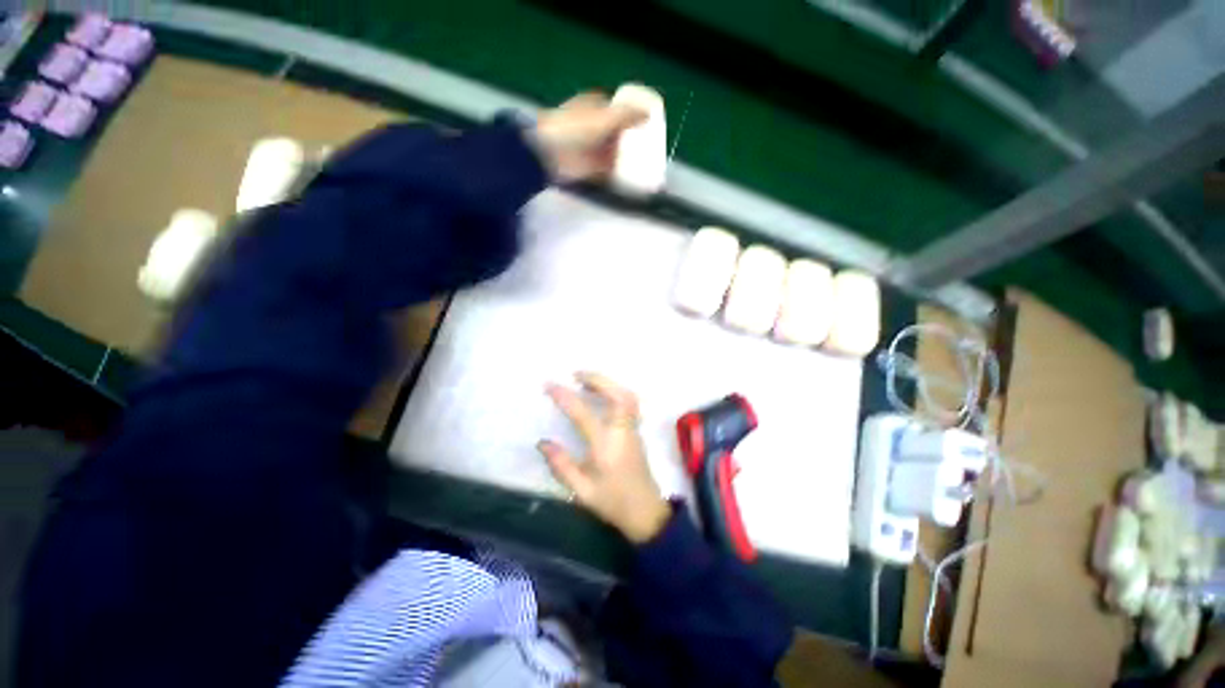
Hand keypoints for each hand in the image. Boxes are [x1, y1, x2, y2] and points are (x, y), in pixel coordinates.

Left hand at [532, 93, 647, 182]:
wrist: (550, 154)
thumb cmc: (575, 128)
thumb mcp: (605, 117)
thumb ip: (628, 115)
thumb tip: (648, 114)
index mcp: (594, 105)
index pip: (616, 107)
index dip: (630, 113)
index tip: (646, 122)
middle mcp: (593, 126)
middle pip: (616, 132)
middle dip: (630, 138)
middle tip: (650, 146)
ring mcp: (591, 149)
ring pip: (613, 152)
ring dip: (626, 158)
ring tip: (646, 164)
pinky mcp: (590, 169)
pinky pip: (609, 172)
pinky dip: (619, 176)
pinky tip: (634, 180)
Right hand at [538, 372, 670, 542]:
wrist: (645, 511)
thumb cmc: (613, 502)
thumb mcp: (582, 490)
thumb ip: (561, 465)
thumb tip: (542, 442)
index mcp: (606, 446)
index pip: (583, 414)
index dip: (565, 397)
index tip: (549, 385)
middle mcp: (622, 431)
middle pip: (617, 395)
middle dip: (597, 379)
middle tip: (576, 373)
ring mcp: (632, 429)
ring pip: (627, 396)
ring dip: (608, 383)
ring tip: (587, 379)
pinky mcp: (636, 430)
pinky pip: (630, 402)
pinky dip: (616, 390)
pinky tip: (603, 392)